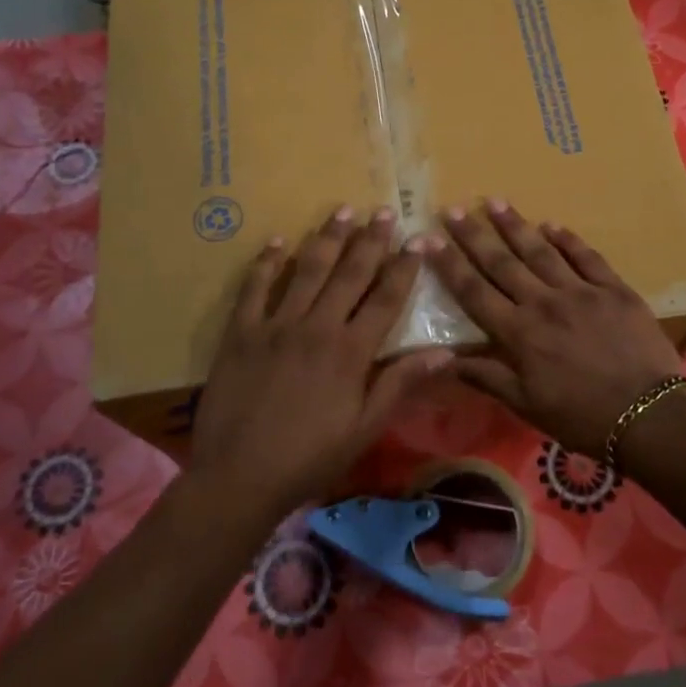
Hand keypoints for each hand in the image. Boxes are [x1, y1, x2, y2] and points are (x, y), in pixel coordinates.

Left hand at [191, 206, 452, 514]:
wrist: (240, 476)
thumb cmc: (310, 457)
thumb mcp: (365, 428)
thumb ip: (400, 384)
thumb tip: (445, 352)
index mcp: (351, 351)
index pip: (385, 298)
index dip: (404, 267)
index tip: (418, 240)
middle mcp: (317, 327)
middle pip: (349, 274)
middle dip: (369, 240)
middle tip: (382, 211)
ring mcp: (276, 326)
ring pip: (307, 271)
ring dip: (327, 239)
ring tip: (342, 210)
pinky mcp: (241, 333)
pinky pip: (254, 288)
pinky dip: (267, 263)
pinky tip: (279, 241)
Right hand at [422, 200, 682, 457]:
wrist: (647, 416)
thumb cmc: (580, 417)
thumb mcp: (526, 405)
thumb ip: (487, 376)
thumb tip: (444, 359)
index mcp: (518, 333)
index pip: (474, 291)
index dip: (448, 264)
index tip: (428, 238)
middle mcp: (543, 303)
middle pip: (502, 263)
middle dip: (475, 235)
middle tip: (455, 209)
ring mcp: (580, 292)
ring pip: (541, 251)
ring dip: (516, 226)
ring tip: (495, 201)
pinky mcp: (614, 289)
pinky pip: (586, 257)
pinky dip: (568, 239)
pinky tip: (552, 224)